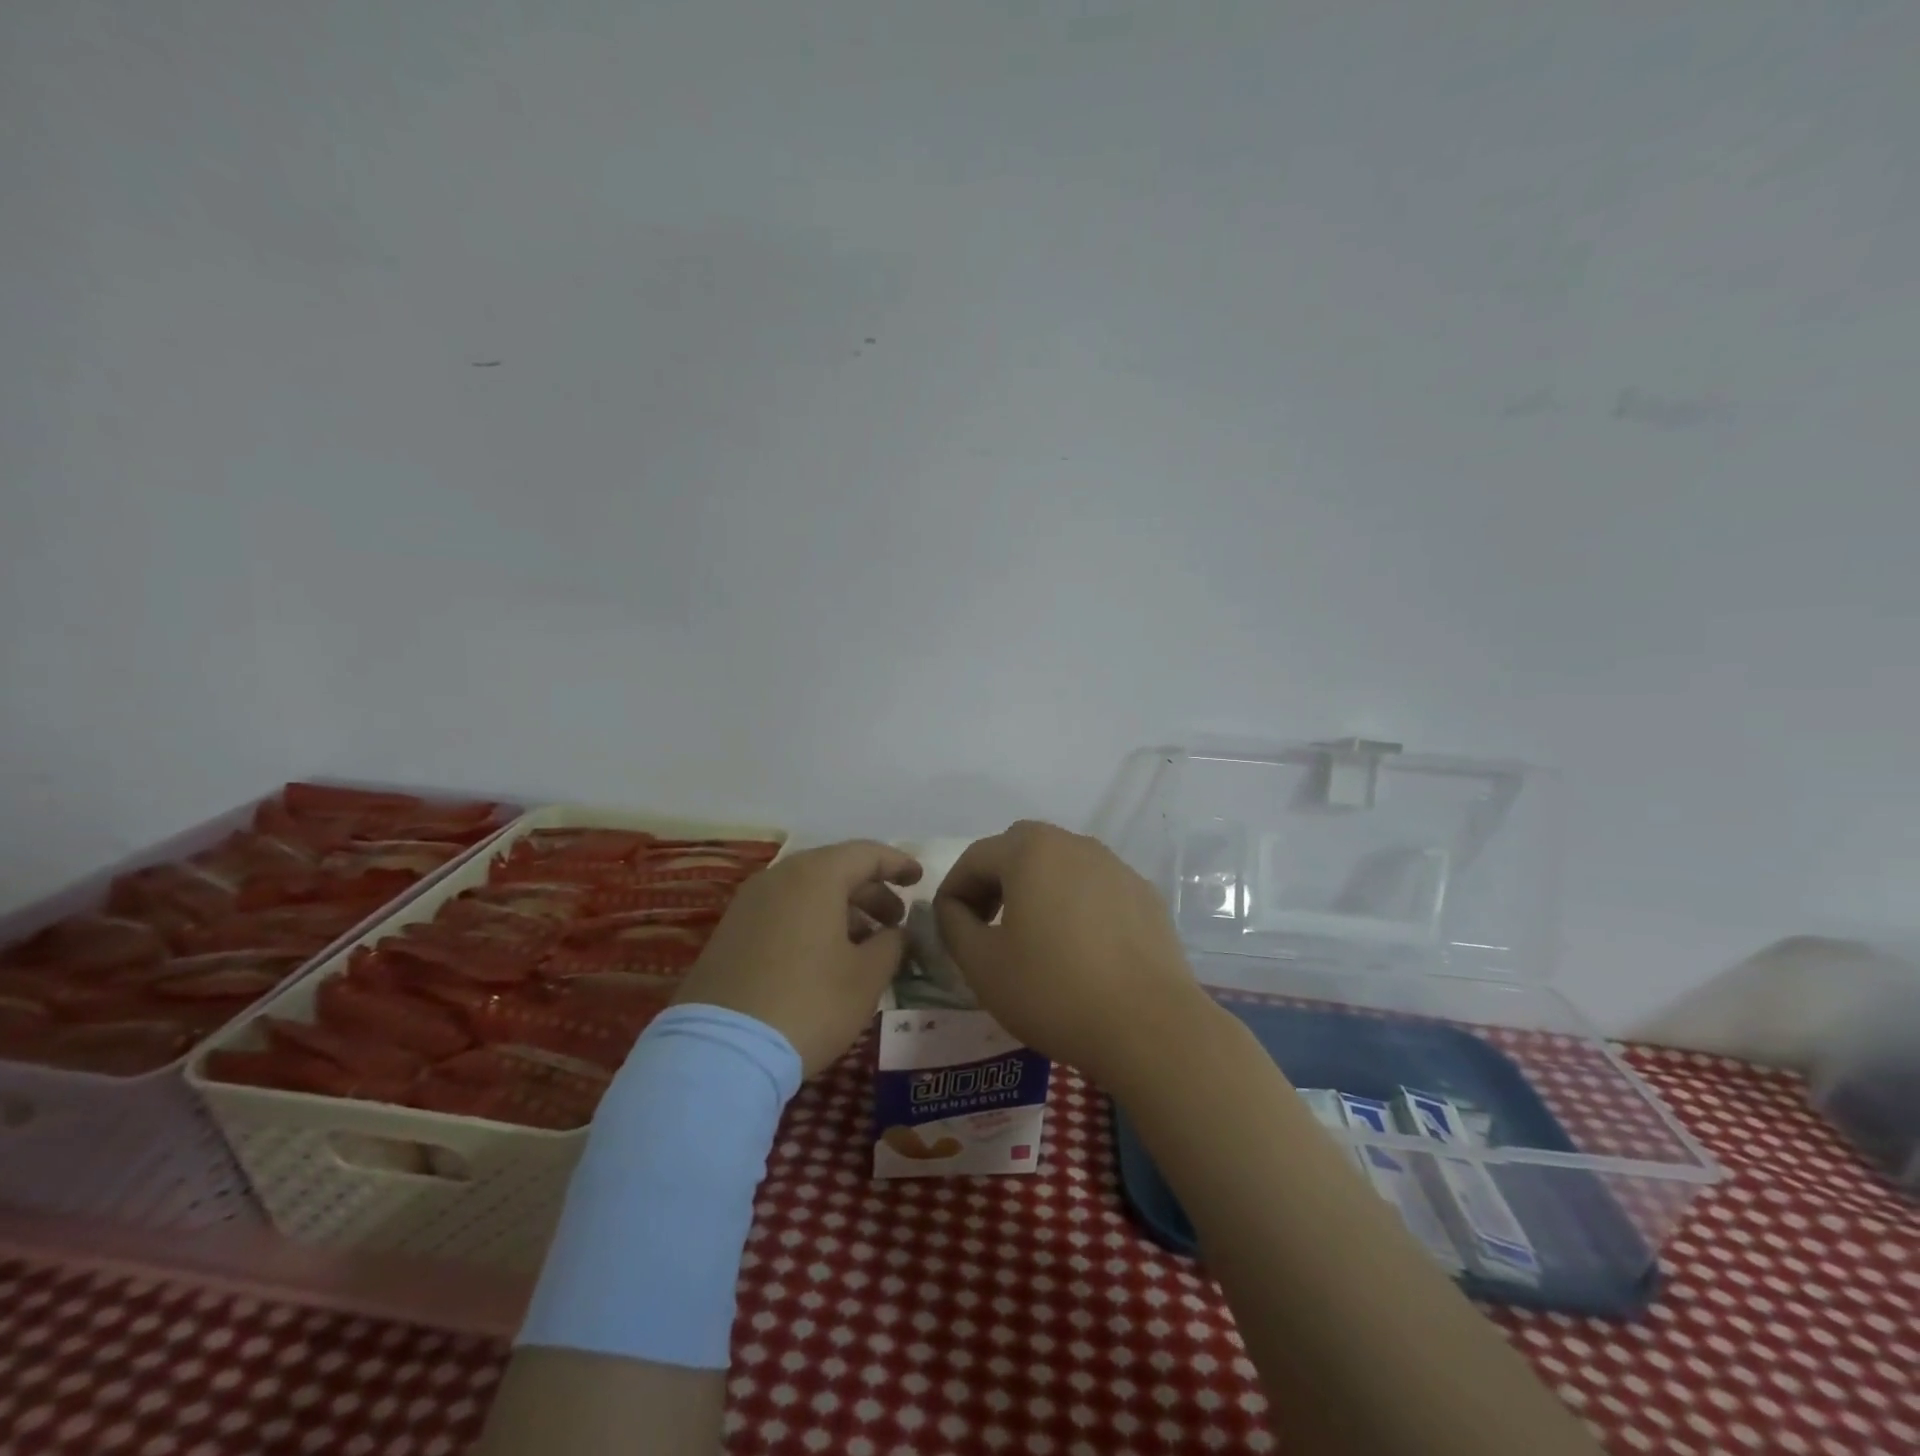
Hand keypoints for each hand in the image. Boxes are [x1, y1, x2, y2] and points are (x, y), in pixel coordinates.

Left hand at [675, 840, 921, 1076]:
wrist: (721, 1051)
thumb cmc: (809, 1003)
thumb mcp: (866, 977)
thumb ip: (891, 944)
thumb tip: (894, 933)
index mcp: (815, 876)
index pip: (866, 853)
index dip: (897, 864)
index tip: (919, 879)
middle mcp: (778, 878)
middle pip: (835, 870)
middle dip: (871, 892)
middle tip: (896, 921)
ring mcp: (748, 904)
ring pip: (807, 892)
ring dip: (842, 910)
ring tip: (865, 945)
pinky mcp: (730, 933)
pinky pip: (783, 912)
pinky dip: (812, 923)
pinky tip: (826, 958)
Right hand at [933, 820, 1215, 1091]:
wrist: (1149, 1026)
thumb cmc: (1054, 991)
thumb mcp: (982, 964)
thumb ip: (953, 924)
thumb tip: (953, 907)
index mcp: (1030, 851)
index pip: (975, 857)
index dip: (953, 890)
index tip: (947, 926)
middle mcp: (1074, 844)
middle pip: (1020, 848)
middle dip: (995, 879)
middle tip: (987, 922)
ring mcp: (1115, 866)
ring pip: (1061, 864)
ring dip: (1037, 888)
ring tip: (1033, 935)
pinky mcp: (1144, 894)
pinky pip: (1095, 887)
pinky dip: (1076, 903)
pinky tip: (1080, 948)